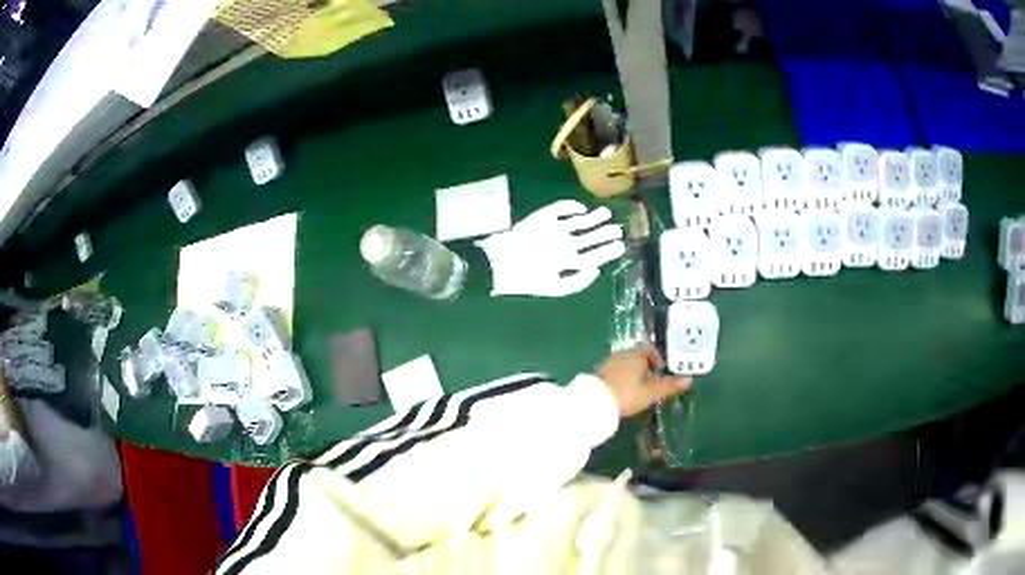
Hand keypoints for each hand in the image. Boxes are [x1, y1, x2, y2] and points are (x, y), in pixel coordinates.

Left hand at [595, 346, 690, 417]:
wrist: (595, 402)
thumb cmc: (627, 394)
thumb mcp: (651, 393)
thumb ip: (669, 386)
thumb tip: (688, 380)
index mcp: (635, 355)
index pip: (649, 350)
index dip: (656, 359)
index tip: (659, 371)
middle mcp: (621, 355)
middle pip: (636, 356)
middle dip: (644, 367)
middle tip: (650, 383)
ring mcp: (607, 363)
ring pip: (624, 364)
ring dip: (632, 373)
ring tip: (636, 389)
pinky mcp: (598, 373)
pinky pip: (614, 372)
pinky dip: (620, 378)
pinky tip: (621, 392)